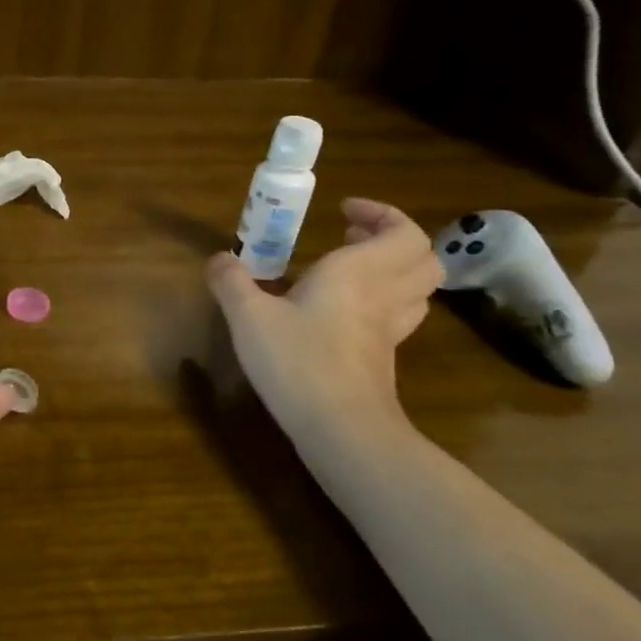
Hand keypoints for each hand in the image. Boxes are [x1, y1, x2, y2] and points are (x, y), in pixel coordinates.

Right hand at [206, 198, 442, 438]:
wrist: (342, 429)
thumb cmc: (298, 361)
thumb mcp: (248, 317)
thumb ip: (231, 282)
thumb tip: (218, 258)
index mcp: (358, 272)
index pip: (404, 232)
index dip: (382, 214)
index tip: (344, 211)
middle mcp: (383, 295)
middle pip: (422, 258)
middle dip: (392, 239)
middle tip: (352, 235)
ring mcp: (390, 331)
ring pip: (416, 289)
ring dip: (392, 270)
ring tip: (351, 269)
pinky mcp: (384, 359)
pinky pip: (398, 317)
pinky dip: (382, 302)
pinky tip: (343, 313)